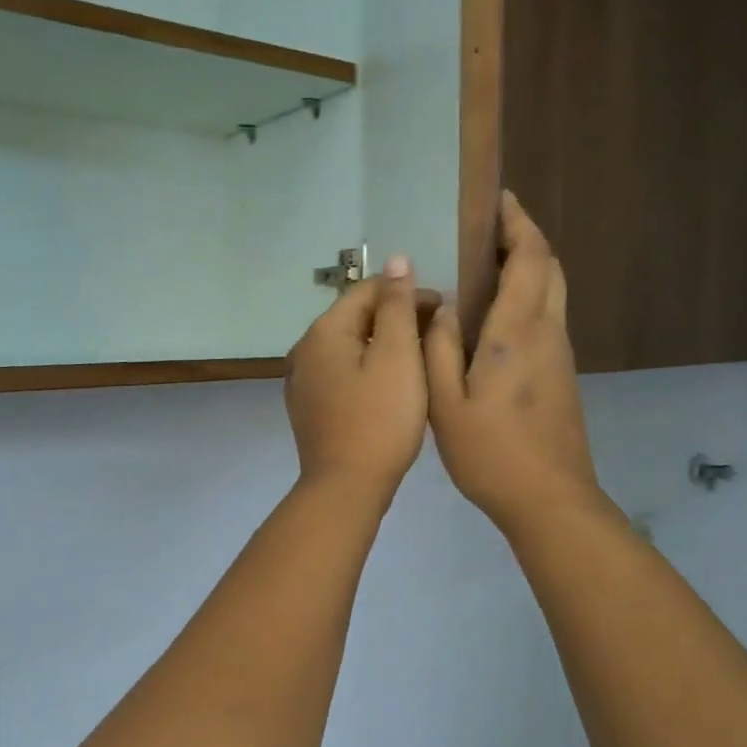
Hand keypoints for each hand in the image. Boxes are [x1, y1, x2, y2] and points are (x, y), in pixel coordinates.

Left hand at [286, 254, 428, 504]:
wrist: (346, 486)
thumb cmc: (379, 418)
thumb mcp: (397, 356)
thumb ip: (396, 306)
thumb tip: (396, 260)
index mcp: (324, 331)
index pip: (368, 290)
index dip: (407, 292)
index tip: (443, 308)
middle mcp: (305, 350)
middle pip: (355, 318)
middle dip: (396, 318)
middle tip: (437, 334)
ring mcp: (303, 381)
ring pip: (349, 347)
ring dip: (383, 345)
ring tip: (421, 358)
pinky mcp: (310, 408)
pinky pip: (343, 374)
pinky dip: (368, 370)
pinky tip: (391, 386)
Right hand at [425, 192, 602, 533]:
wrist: (549, 498)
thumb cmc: (491, 453)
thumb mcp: (446, 403)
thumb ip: (439, 348)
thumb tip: (441, 305)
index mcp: (517, 333)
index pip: (528, 259)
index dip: (516, 223)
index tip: (498, 200)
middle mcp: (546, 332)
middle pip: (549, 266)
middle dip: (526, 237)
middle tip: (491, 226)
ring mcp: (560, 354)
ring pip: (554, 290)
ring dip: (530, 265)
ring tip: (491, 261)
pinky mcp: (562, 374)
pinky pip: (549, 315)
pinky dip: (531, 294)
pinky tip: (499, 311)